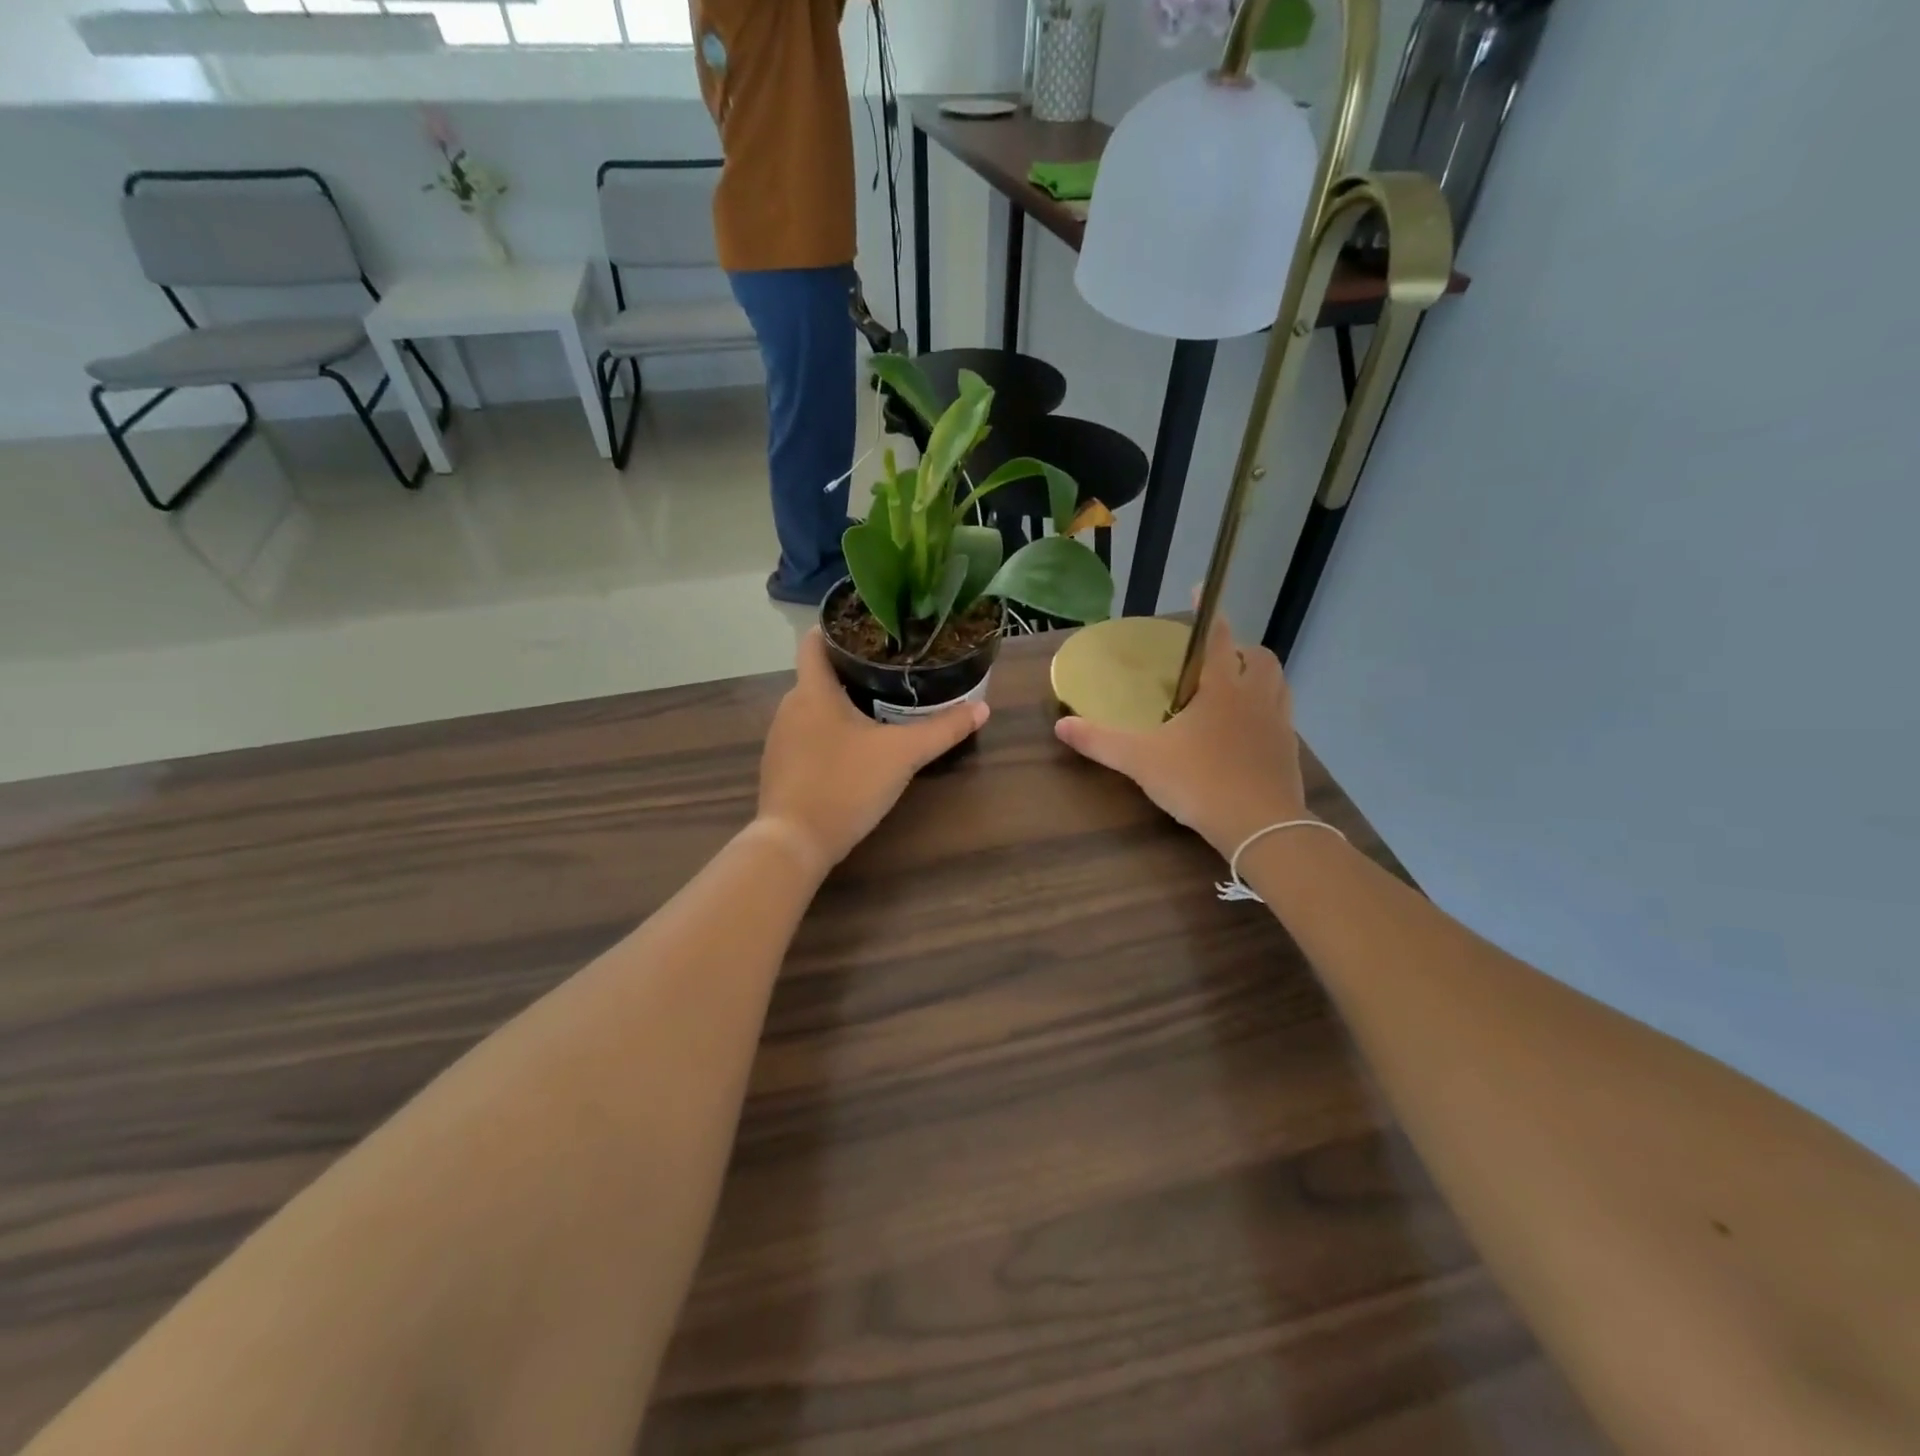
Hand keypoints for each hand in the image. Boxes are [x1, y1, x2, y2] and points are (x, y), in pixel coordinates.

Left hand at [756, 629, 988, 875]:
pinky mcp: (780, 767)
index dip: (836, 628)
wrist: (794, 843)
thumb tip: (983, 708)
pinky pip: (806, 735)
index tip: (869, 628)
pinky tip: (854, 748)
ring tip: (878, 705)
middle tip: (891, 669)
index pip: (813, 640)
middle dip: (851, 669)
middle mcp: (789, 706)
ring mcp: (780, 739)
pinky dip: (828, 732)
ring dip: (840, 704)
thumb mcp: (903, 755)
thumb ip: (943, 730)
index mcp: (813, 691)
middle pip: (818, 674)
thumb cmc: (846, 784)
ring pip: (813, 707)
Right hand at [1055, 615, 1307, 857]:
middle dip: (1241, 650)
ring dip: (1258, 679)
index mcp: (1222, 688)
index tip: (1201, 590)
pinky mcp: (1288, 752)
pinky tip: (1244, 735)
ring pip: (1277, 686)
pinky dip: (1265, 714)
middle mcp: (1256, 697)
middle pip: (1259, 657)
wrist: (1261, 827)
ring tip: (1233, 692)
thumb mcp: (1140, 761)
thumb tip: (1060, 725)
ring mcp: (1279, 724)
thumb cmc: (1200, 782)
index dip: (1208, 611)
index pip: (1217, 636)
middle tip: (1216, 660)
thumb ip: (1099, 742)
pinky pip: (1281, 719)